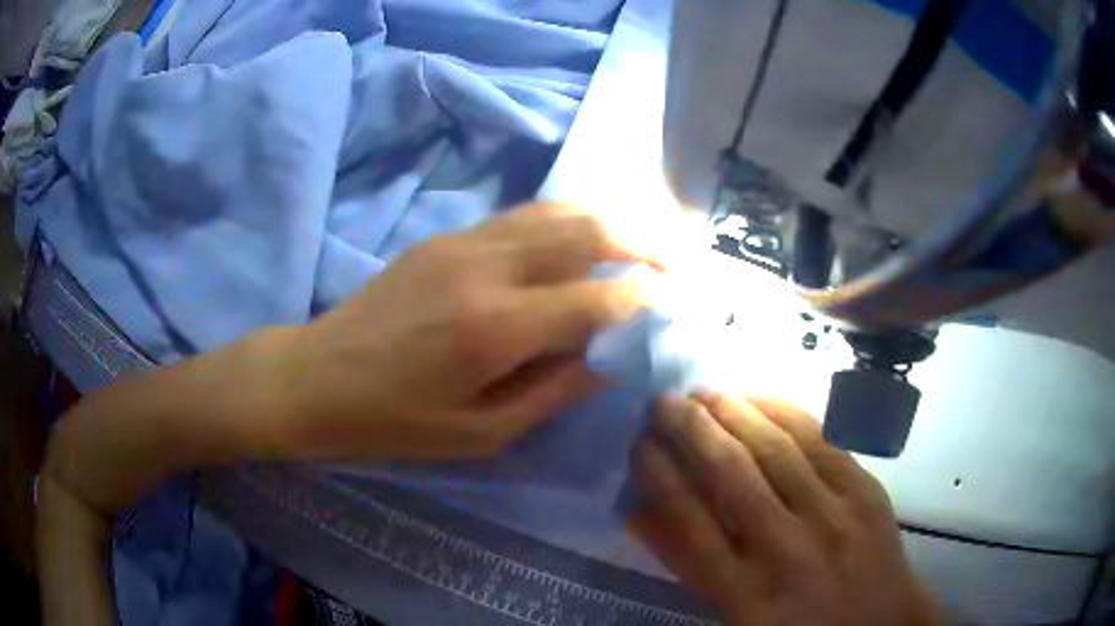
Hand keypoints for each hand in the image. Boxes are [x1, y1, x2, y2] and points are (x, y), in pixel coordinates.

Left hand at [263, 203, 662, 461]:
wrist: (317, 376)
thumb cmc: (394, 421)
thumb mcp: (479, 433)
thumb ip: (551, 393)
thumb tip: (606, 358)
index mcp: (495, 329)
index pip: (595, 298)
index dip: (642, 298)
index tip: (673, 301)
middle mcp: (486, 269)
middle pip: (583, 231)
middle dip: (641, 239)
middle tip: (676, 255)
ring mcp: (463, 243)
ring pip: (554, 211)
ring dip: (607, 219)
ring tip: (641, 238)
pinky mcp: (446, 238)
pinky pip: (521, 217)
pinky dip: (564, 221)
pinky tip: (580, 237)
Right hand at [629, 393, 941, 625]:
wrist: (879, 625)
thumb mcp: (734, 615)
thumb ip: (688, 567)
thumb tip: (640, 513)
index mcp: (745, 594)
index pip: (689, 521)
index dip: (659, 474)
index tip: (638, 442)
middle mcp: (787, 550)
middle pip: (730, 475)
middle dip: (689, 429)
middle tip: (662, 402)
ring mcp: (832, 516)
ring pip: (774, 448)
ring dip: (732, 411)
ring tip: (703, 391)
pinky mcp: (865, 491)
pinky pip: (820, 440)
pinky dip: (783, 411)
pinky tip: (757, 395)